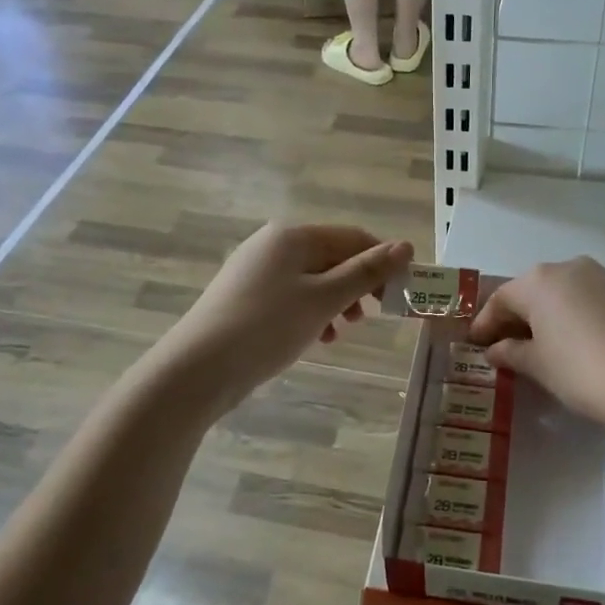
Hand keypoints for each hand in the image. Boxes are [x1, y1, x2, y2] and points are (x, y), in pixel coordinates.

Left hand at [157, 222, 413, 410]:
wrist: (198, 369)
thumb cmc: (267, 327)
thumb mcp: (324, 299)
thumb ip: (366, 272)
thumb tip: (406, 245)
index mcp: (293, 235)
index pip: (353, 237)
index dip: (382, 261)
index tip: (401, 293)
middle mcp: (273, 244)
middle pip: (332, 256)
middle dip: (357, 285)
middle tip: (373, 316)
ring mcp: (255, 271)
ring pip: (312, 280)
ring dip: (336, 302)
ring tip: (344, 331)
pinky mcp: (245, 297)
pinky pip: (291, 297)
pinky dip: (311, 313)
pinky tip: (317, 339)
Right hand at [469, 257, 604, 433]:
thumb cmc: (583, 370)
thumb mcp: (539, 366)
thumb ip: (512, 353)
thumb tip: (495, 349)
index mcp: (539, 281)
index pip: (501, 299)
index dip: (485, 323)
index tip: (476, 345)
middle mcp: (569, 268)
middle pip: (531, 292)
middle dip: (516, 318)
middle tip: (505, 347)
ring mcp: (603, 277)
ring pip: (562, 294)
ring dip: (546, 317)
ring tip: (541, 347)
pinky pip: (587, 300)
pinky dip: (573, 317)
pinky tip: (575, 343)